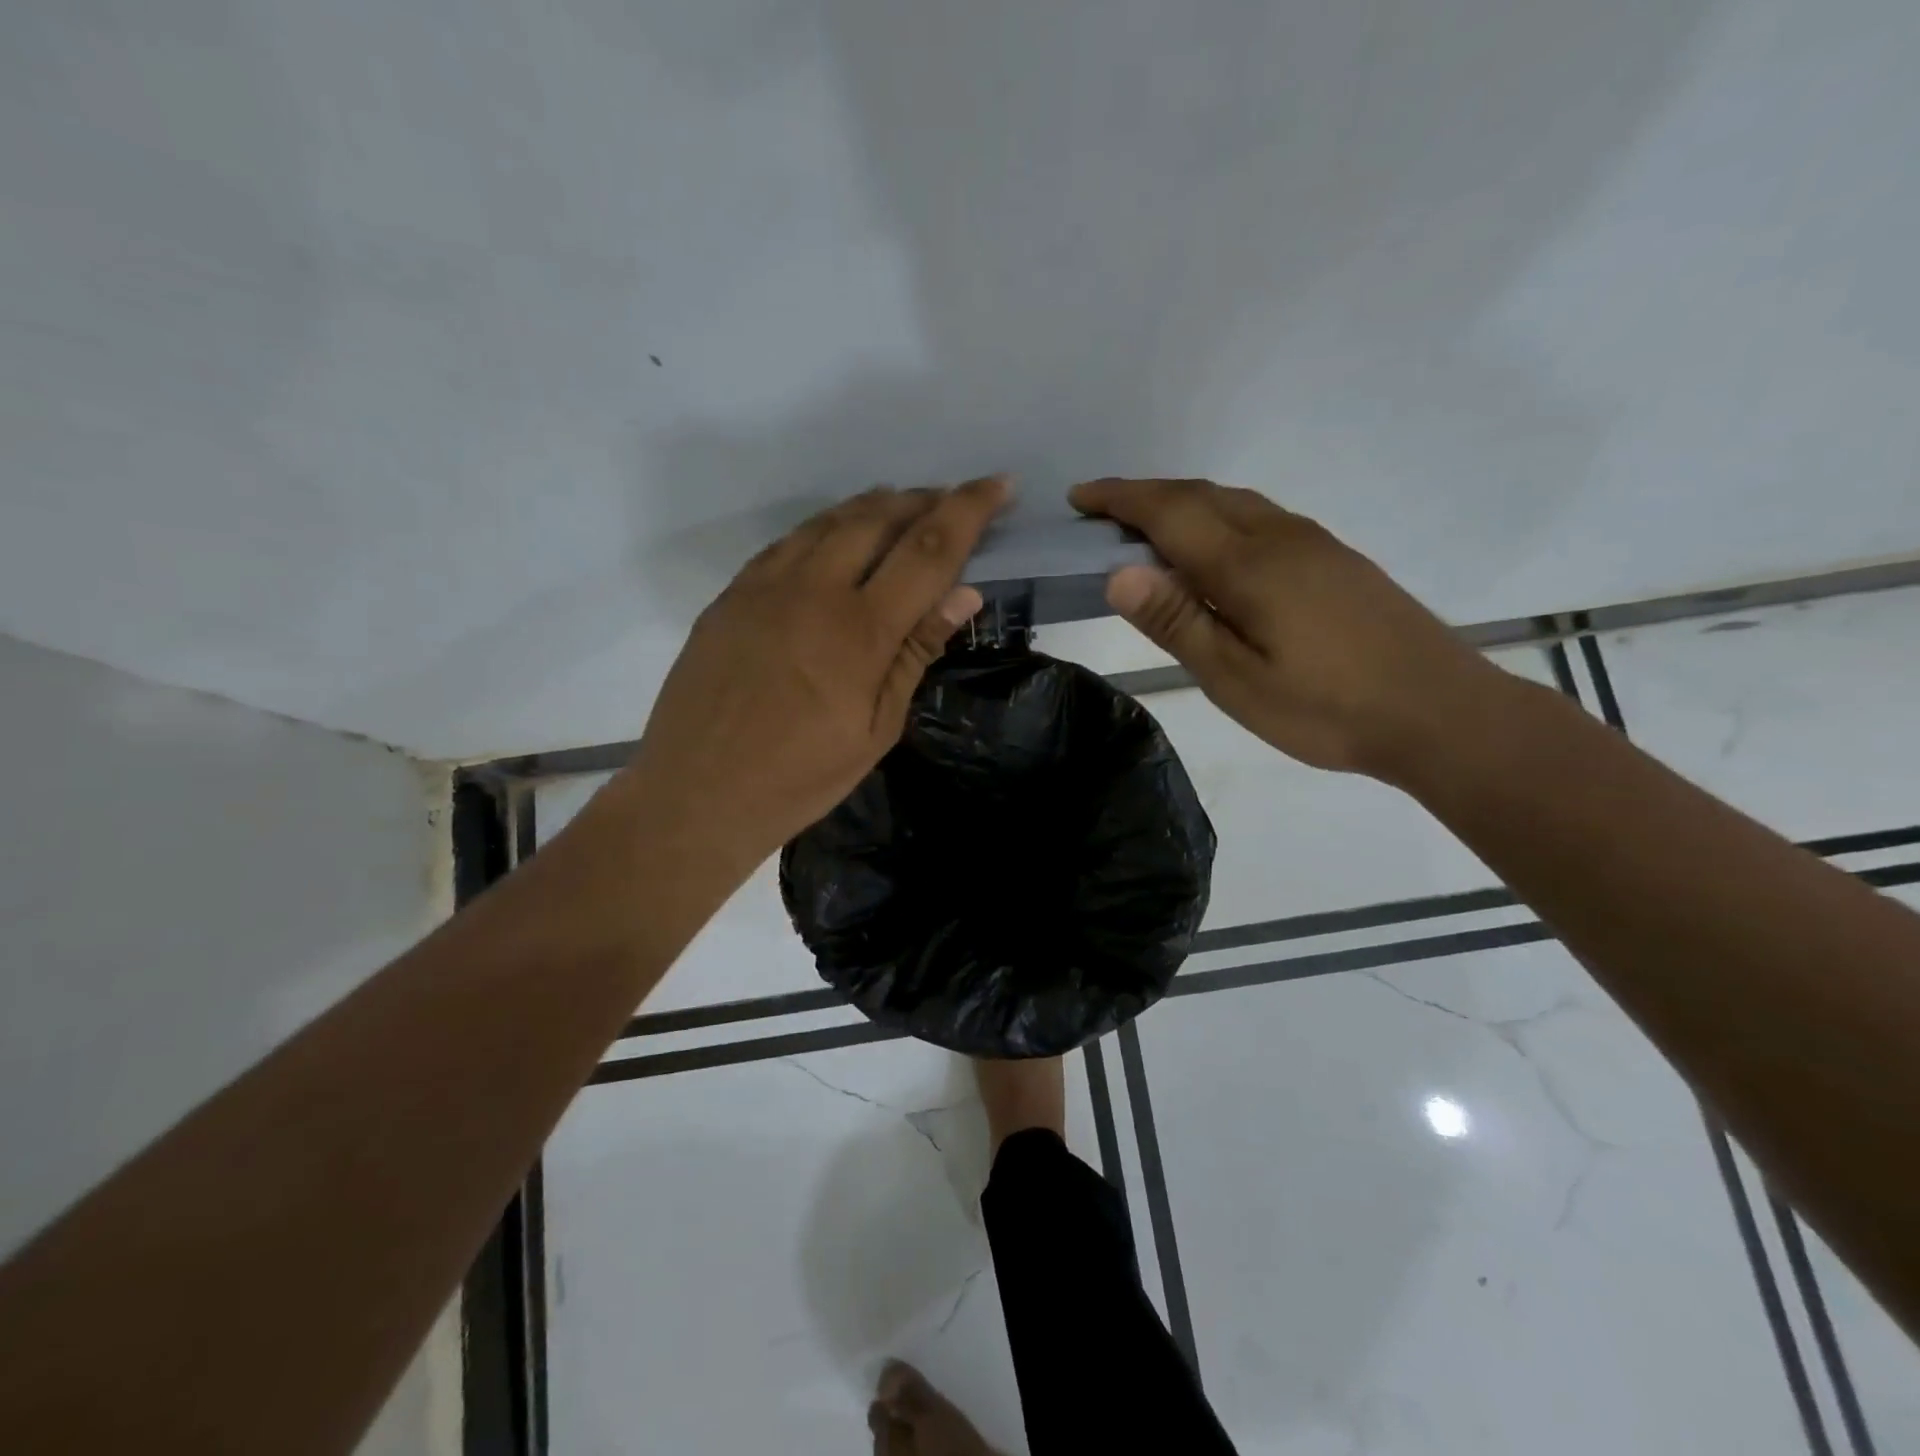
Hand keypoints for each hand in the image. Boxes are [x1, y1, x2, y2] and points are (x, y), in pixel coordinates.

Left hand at [627, 477, 1006, 869]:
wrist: (697, 794)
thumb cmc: (800, 778)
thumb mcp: (876, 729)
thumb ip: (916, 653)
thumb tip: (964, 593)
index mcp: (860, 631)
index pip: (928, 550)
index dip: (969, 510)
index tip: (999, 484)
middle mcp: (813, 590)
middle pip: (878, 518)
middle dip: (924, 499)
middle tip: (951, 499)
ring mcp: (765, 586)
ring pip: (830, 521)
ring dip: (875, 505)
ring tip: (903, 504)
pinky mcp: (732, 594)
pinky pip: (788, 542)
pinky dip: (825, 527)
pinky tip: (836, 536)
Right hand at [1069, 477, 1501, 779]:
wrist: (1439, 712)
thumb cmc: (1326, 708)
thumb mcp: (1237, 680)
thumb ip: (1178, 622)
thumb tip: (1119, 571)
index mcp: (1248, 564)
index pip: (1169, 512)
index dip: (1119, 499)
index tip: (1079, 497)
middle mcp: (1280, 536)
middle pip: (1200, 495)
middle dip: (1144, 494)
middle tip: (1101, 512)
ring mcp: (1313, 543)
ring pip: (1233, 500)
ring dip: (1182, 501)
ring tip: (1147, 527)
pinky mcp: (1334, 558)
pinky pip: (1259, 516)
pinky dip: (1217, 515)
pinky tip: (1214, 548)